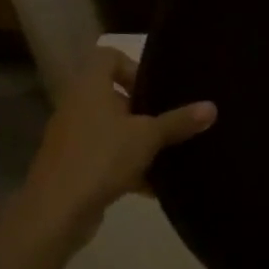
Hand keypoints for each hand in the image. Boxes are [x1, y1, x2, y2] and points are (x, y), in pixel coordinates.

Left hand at [14, 46, 214, 250]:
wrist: (55, 212)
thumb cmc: (101, 158)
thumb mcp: (148, 137)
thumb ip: (179, 121)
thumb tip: (212, 107)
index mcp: (90, 88)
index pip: (107, 56)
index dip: (133, 66)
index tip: (155, 89)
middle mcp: (77, 107)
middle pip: (113, 96)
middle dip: (143, 110)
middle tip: (169, 122)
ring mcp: (72, 138)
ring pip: (112, 129)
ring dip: (138, 141)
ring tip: (167, 154)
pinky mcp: (73, 166)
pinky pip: (106, 157)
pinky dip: (128, 167)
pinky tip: (153, 187)